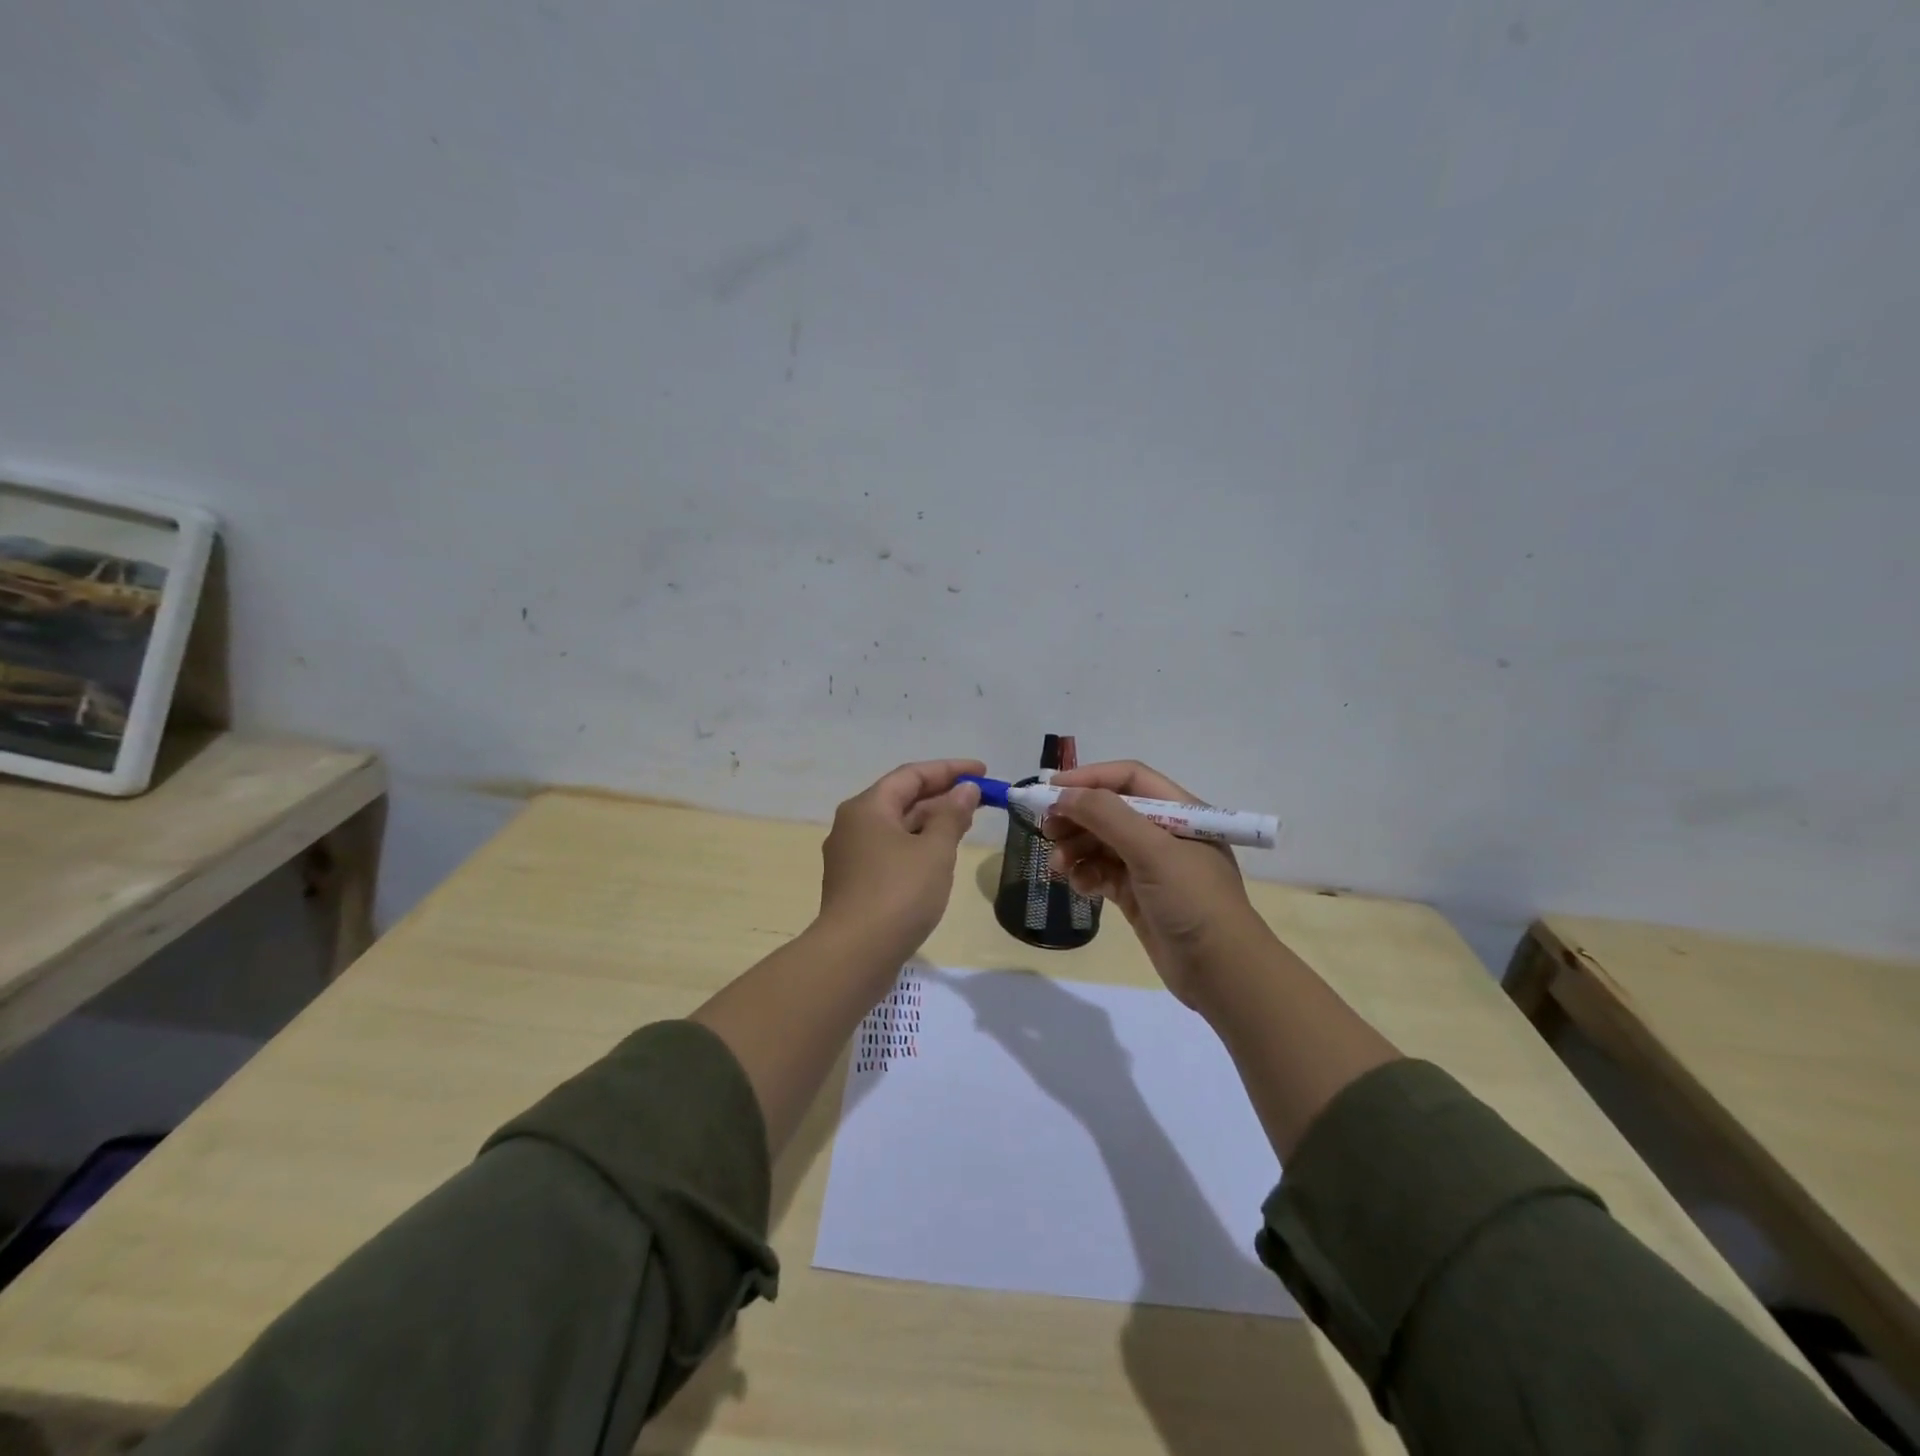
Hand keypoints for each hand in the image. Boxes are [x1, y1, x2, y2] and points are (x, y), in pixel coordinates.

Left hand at [818, 758, 983, 959]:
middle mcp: (853, 825)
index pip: (911, 775)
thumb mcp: (935, 851)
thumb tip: (965, 790)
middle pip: (901, 799)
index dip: (949, 769)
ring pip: (897, 827)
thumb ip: (952, 816)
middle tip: (978, 799)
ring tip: (966, 825)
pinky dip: (917, 846)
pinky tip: (939, 858)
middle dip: (941, 796)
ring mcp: (851, 856)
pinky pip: (891, 851)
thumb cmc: (898, 893)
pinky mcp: (856, 884)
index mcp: (867, 807)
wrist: (855, 955)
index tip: (983, 771)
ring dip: (931, 822)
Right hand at [1043, 760, 1270, 1008]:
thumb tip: (1065, 794)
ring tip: (1058, 866)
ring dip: (1076, 849)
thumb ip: (1107, 816)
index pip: (1129, 779)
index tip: (1051, 789)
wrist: (1221, 973)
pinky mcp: (1138, 896)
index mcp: (1180, 812)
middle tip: (1048, 830)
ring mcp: (1151, 867)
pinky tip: (1079, 886)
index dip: (1090, 778)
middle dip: (1077, 818)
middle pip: (1110, 811)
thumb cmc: (1193, 900)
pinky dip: (1086, 875)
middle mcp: (1165, 834)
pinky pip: (1103, 873)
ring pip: (1102, 844)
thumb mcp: (1153, 851)